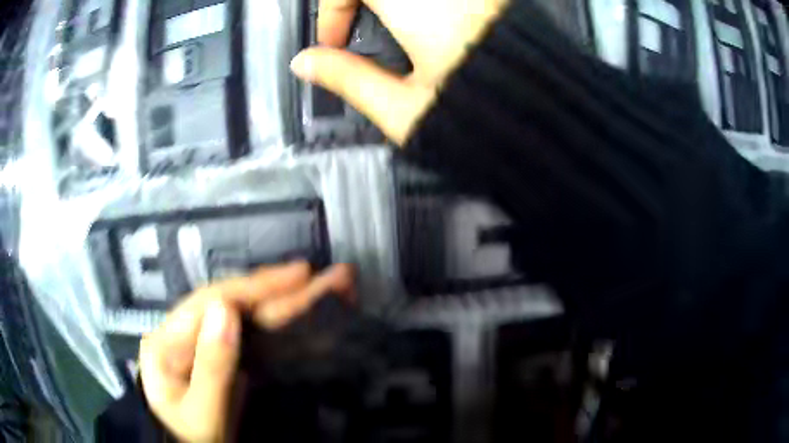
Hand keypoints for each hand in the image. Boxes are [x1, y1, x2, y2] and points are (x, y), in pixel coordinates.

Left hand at [139, 262, 353, 442]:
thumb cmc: (194, 437)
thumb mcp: (202, 414)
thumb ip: (211, 368)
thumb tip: (227, 309)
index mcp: (167, 341)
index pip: (211, 302)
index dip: (254, 287)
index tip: (299, 275)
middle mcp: (183, 333)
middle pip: (231, 303)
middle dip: (275, 288)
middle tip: (318, 274)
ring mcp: (203, 344)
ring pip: (242, 317)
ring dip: (279, 302)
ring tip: (315, 286)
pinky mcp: (221, 357)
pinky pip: (250, 335)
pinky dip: (276, 324)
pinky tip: (296, 313)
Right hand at [290, 0, 509, 144]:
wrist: (545, 124)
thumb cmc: (484, 122)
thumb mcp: (405, 109)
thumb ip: (348, 79)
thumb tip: (305, 64)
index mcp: (422, 11)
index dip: (331, 8)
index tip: (332, 40)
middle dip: (356, 1)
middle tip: (354, 17)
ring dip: (390, 3)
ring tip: (381, 18)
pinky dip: (418, 4)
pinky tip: (419, 18)